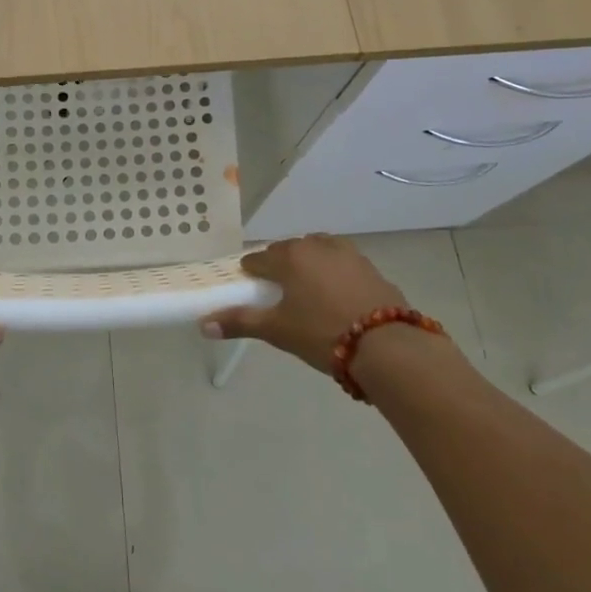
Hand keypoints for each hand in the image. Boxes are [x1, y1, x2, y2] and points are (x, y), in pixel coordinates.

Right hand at [201, 234, 407, 374]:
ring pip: (318, 252)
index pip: (258, 259)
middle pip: (289, 251)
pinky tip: (338, 297)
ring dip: (310, 264)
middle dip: (280, 266)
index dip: (250, 272)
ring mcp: (348, 254)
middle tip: (278, 290)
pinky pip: (343, 265)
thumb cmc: (322, 333)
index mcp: (289, 256)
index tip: (249, 286)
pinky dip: (335, 274)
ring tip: (308, 290)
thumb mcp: (277, 330)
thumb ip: (239, 323)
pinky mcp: (371, 268)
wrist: (388, 345)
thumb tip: (203, 325)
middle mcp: (316, 245)